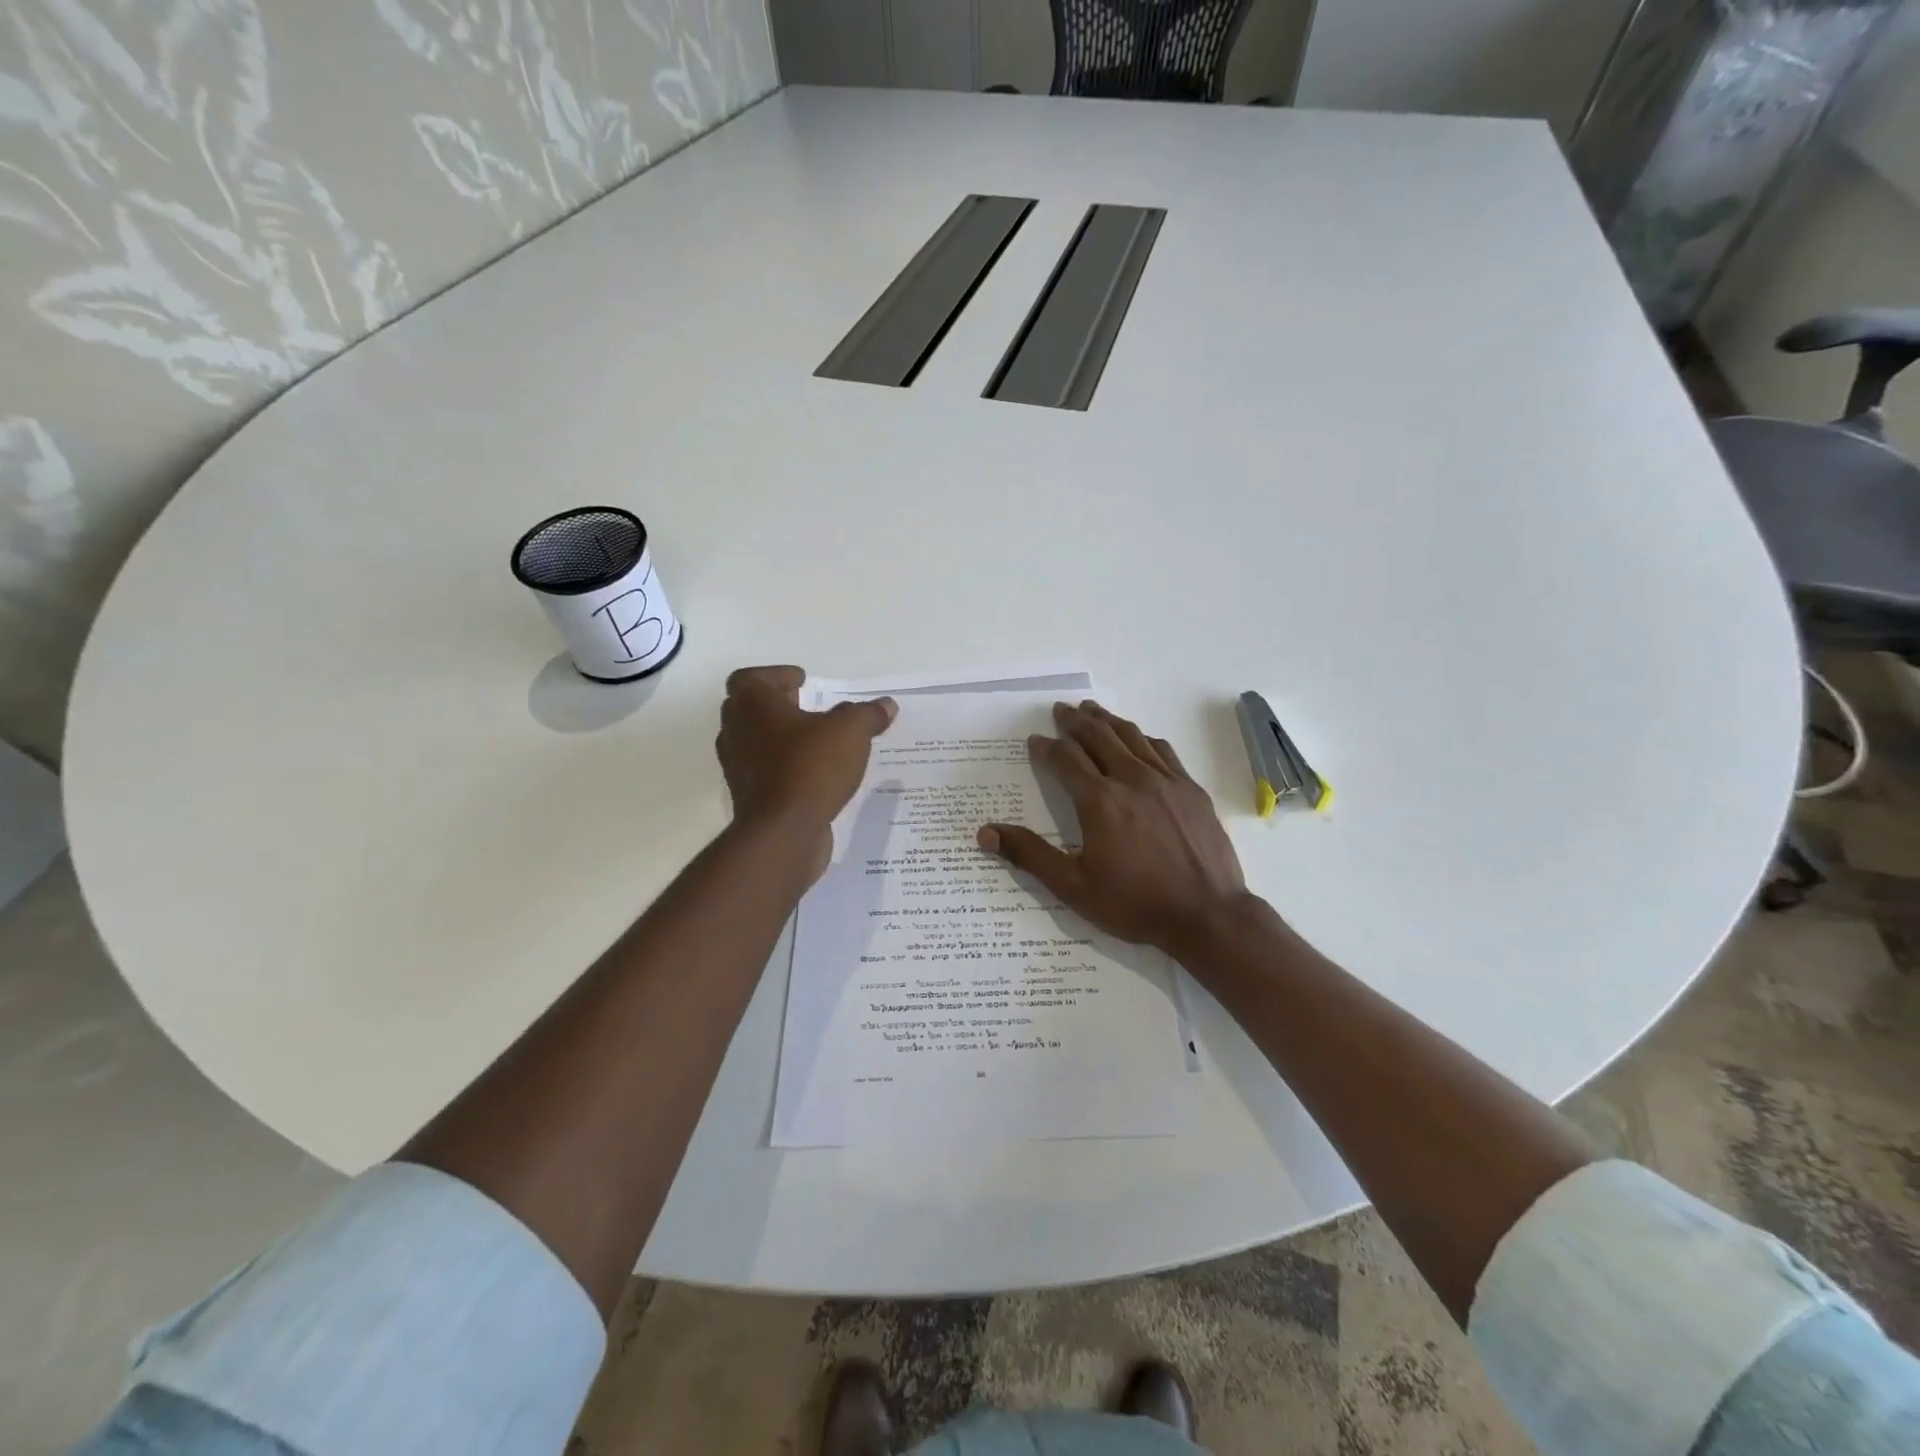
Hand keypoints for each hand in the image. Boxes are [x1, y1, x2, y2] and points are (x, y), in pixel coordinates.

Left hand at [716, 666, 896, 874]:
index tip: (801, 681)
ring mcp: (738, 768)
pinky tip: (813, 773)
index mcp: (752, 706)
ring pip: (754, 742)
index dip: (775, 676)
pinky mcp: (748, 797)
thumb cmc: (810, 767)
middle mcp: (736, 732)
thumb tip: (886, 705)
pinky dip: (783, 767)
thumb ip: (868, 714)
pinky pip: (764, 772)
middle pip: (748, 709)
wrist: (783, 832)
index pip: (749, 679)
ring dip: (779, 737)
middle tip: (806, 705)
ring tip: (814, 740)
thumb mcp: (851, 731)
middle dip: (776, 705)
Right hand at [977, 701, 1248, 955]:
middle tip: (1060, 710)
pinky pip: (1163, 750)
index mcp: (1099, 801)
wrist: (1207, 915)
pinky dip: (1143, 739)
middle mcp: (1131, 779)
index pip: (1065, 759)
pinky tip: (1139, 740)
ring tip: (1092, 711)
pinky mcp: (1191, 789)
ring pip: (1131, 737)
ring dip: (1107, 721)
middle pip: (1098, 737)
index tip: (1034, 740)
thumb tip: (986, 833)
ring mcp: (1166, 781)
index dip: (1046, 748)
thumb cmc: (1135, 903)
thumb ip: (1030, 855)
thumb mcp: (1074, 887)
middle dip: (1075, 721)